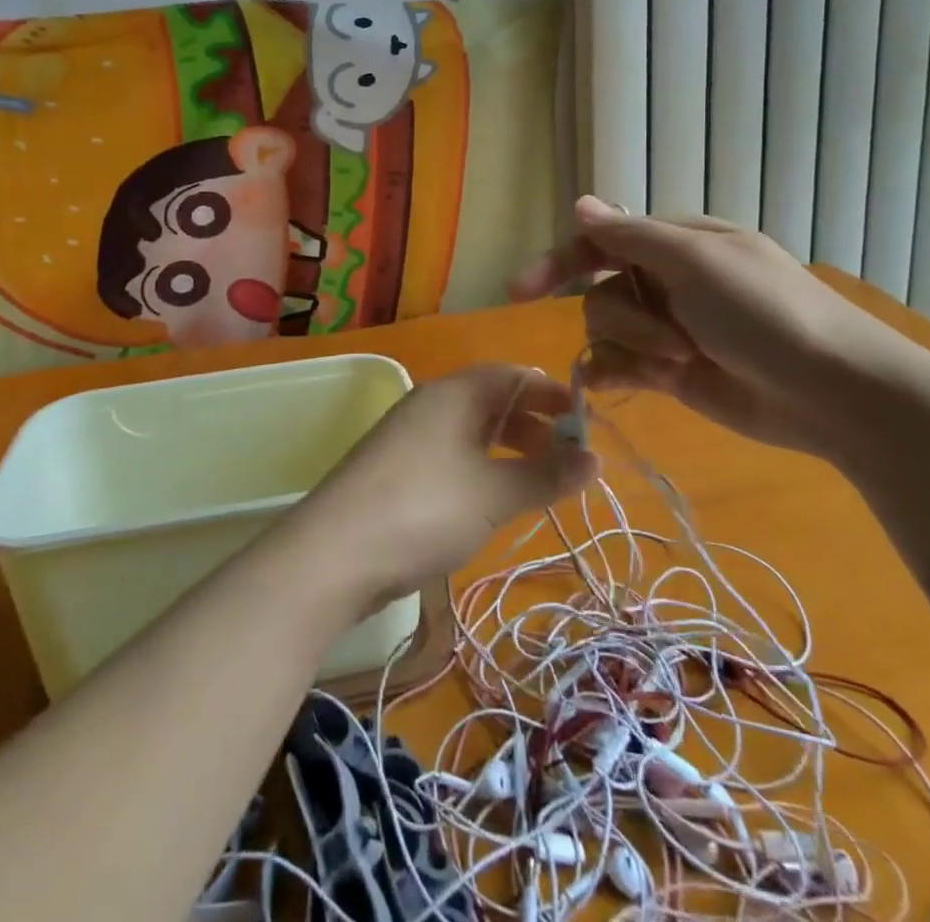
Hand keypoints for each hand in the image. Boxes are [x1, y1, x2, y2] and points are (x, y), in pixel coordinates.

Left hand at [296, 364, 599, 606]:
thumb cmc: (424, 509)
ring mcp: (409, 437)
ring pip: (472, 430)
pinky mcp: (397, 470)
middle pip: (493, 401)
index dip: (553, 394)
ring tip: (544, 480)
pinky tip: (496, 497)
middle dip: (536, 424)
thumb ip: (546, 474)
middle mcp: (430, 404)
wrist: (334, 553)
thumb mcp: (494, 494)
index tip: (588, 422)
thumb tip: (595, 459)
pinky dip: (483, 467)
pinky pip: (453, 455)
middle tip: (573, 457)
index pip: (514, 376)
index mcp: (454, 393)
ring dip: (511, 449)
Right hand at [510, 196, 921, 462]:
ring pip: (606, 331)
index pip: (600, 241)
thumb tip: (580, 203)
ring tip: (677, 363)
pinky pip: (617, 366)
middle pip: (600, 290)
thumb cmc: (767, 312)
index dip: (560, 261)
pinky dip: (613, 373)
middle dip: (626, 317)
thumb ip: (631, 237)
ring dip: (631, 347)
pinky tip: (617, 383)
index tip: (522, 289)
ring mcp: (667, 329)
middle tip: (674, 339)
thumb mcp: (697, 262)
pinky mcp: (669, 372)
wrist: (833, 392)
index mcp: (675, 244)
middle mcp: (666, 282)